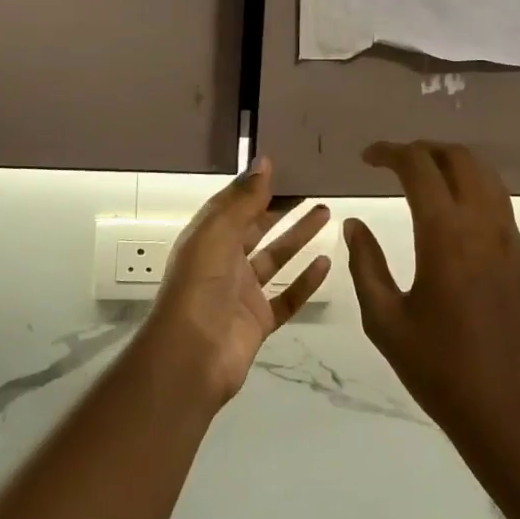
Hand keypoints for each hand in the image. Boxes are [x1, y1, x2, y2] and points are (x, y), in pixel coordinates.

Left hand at [145, 158, 331, 405]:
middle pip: (258, 228)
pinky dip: (306, 281)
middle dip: (282, 207)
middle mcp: (224, 262)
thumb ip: (244, 200)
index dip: (258, 186)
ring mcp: (243, 293)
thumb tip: (265, 161)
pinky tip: (326, 262)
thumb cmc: (200, 286)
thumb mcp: (218, 233)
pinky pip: (287, 296)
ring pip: (276, 258)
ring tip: (326, 213)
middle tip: (314, 187)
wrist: (192, 357)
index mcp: (208, 239)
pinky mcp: (260, 320)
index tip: (288, 166)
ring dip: (299, 237)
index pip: (235, 205)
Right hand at [343, 141, 519, 448]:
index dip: (390, 152)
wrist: (511, 412)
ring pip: (488, 179)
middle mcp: (485, 226)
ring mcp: (513, 242)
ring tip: (425, 181)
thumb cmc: (438, 369)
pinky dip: (474, 196)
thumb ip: (366, 264)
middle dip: (426, 150)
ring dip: (454, 167)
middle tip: (397, 162)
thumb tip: (354, 224)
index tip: (368, 157)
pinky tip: (455, 224)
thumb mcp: (385, 321)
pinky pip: (501, 210)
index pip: (419, 167)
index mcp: (445, 236)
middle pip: (461, 159)